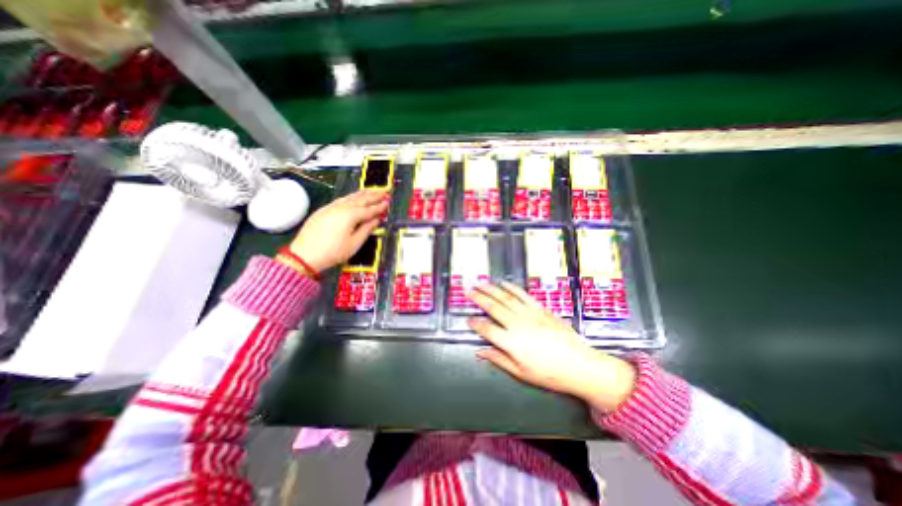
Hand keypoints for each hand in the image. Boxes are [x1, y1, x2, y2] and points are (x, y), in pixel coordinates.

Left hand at [289, 188, 387, 272]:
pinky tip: (352, 197)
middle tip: (384, 191)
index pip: (369, 210)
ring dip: (362, 193)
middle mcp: (341, 208)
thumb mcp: (354, 243)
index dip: (380, 207)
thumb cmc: (333, 252)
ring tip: (371, 190)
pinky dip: (350, 197)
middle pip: (360, 199)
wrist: (304, 255)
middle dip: (373, 195)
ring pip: (349, 197)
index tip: (388, 202)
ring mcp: (330, 208)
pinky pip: (340, 200)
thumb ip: (366, 229)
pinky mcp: (323, 211)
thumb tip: (376, 219)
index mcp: (350, 215)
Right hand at [470, 284, 636, 412]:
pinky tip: (503, 283)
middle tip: (468, 291)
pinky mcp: (540, 308)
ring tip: (480, 283)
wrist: (580, 365)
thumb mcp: (521, 372)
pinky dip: (511, 288)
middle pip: (493, 307)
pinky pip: (522, 295)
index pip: (486, 329)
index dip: (475, 323)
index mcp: (511, 342)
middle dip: (478, 298)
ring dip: (491, 289)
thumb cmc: (549, 373)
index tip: (468, 319)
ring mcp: (529, 314)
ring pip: (505, 297)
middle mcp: (517, 324)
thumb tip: (480, 352)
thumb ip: (498, 359)